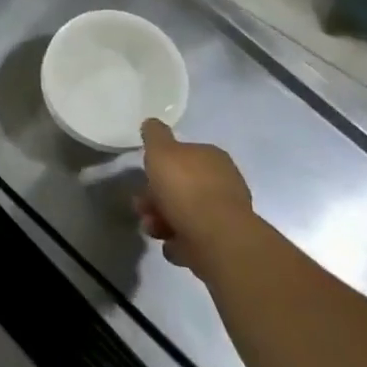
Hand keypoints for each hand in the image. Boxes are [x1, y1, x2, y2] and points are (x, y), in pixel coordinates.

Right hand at [134, 118, 252, 277]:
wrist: (215, 238)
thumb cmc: (185, 187)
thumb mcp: (161, 150)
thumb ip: (155, 135)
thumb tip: (152, 123)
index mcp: (212, 158)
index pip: (184, 156)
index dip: (161, 166)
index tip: (144, 177)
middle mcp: (223, 183)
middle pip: (181, 187)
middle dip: (156, 197)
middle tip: (141, 207)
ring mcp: (224, 215)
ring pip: (184, 214)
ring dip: (162, 220)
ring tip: (152, 228)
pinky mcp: (222, 243)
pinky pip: (192, 238)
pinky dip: (179, 241)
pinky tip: (171, 244)